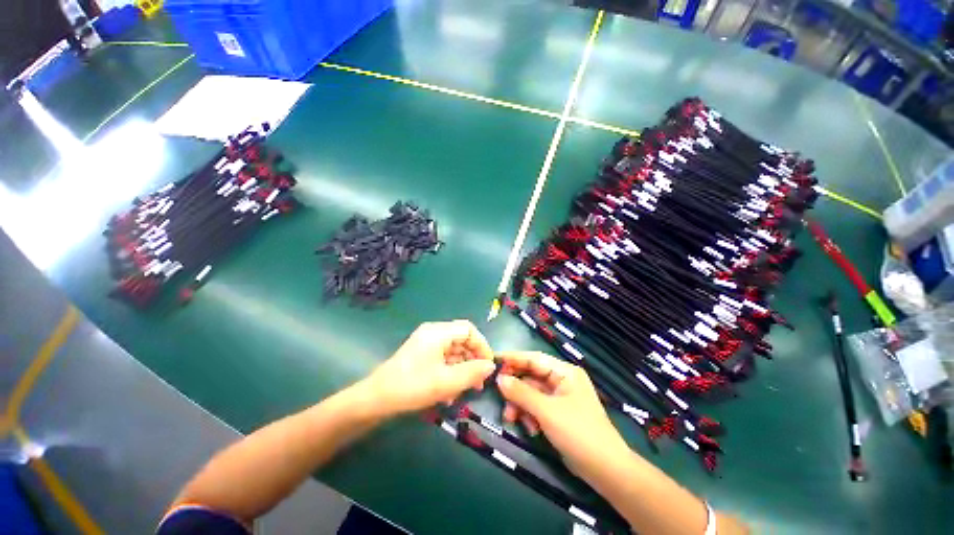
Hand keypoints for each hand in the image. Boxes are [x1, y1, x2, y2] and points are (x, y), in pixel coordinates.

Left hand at [362, 320, 495, 416]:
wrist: (376, 399)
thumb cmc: (412, 386)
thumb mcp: (446, 382)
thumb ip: (472, 373)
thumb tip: (491, 366)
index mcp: (439, 332)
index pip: (469, 330)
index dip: (482, 346)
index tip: (488, 366)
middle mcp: (433, 333)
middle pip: (461, 340)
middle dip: (472, 360)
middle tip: (479, 382)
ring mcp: (426, 343)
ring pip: (453, 351)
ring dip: (461, 369)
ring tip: (465, 390)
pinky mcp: (421, 354)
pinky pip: (442, 359)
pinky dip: (450, 372)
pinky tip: (450, 392)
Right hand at [496, 351, 629, 476]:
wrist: (605, 470)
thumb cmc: (578, 432)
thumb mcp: (547, 411)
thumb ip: (521, 393)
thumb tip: (499, 378)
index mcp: (564, 372)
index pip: (534, 358)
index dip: (513, 358)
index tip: (492, 359)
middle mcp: (562, 380)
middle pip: (530, 377)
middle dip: (515, 389)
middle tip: (498, 395)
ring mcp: (559, 397)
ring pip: (531, 394)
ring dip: (520, 405)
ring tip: (511, 418)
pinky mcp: (557, 413)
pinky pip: (536, 407)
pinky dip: (529, 415)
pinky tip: (530, 429)